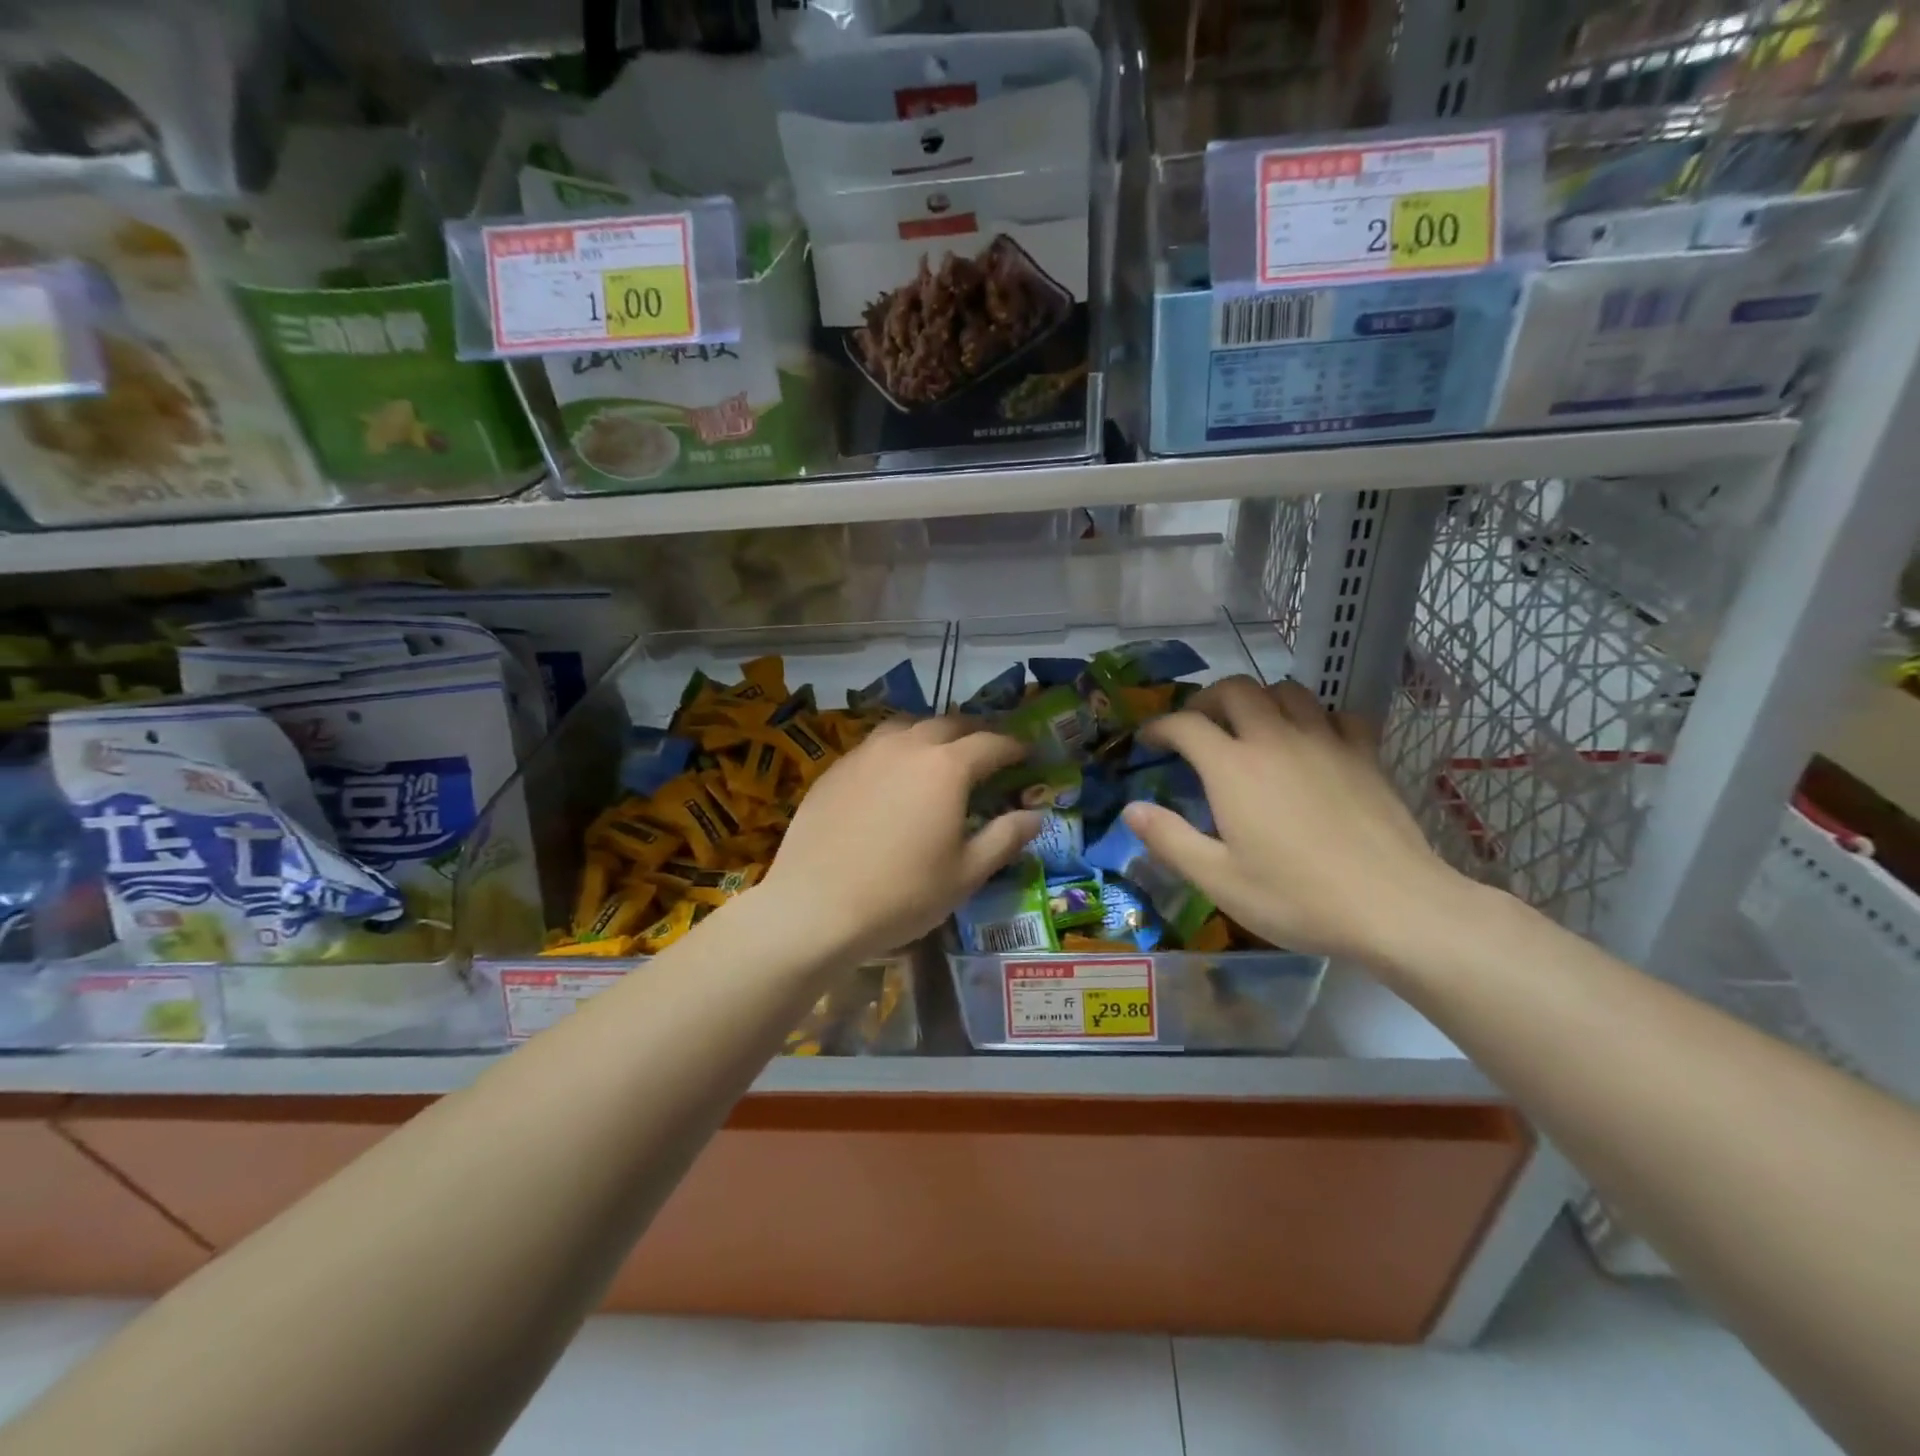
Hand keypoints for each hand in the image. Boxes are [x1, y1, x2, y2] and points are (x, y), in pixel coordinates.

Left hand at [759, 717, 1042, 962]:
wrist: (814, 907)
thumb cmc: (902, 894)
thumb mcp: (966, 874)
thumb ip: (1004, 838)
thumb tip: (1035, 815)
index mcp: (947, 767)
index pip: (991, 743)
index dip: (1014, 746)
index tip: (1027, 753)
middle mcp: (907, 746)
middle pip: (949, 723)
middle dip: (975, 732)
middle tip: (988, 749)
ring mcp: (866, 753)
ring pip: (907, 725)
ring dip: (931, 733)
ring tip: (939, 753)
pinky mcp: (835, 768)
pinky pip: (875, 745)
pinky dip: (896, 749)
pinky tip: (892, 775)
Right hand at [1122, 677, 1468, 965]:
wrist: (1395, 907)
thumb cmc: (1296, 898)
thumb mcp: (1218, 880)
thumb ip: (1169, 839)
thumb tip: (1131, 809)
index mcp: (1233, 768)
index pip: (1185, 724)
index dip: (1159, 726)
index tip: (1148, 741)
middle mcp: (1275, 739)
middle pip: (1236, 690)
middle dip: (1207, 700)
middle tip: (1197, 727)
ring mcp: (1325, 742)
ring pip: (1287, 691)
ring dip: (1260, 700)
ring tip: (1251, 728)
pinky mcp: (1365, 754)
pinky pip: (1337, 714)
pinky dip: (1316, 718)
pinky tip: (1313, 743)